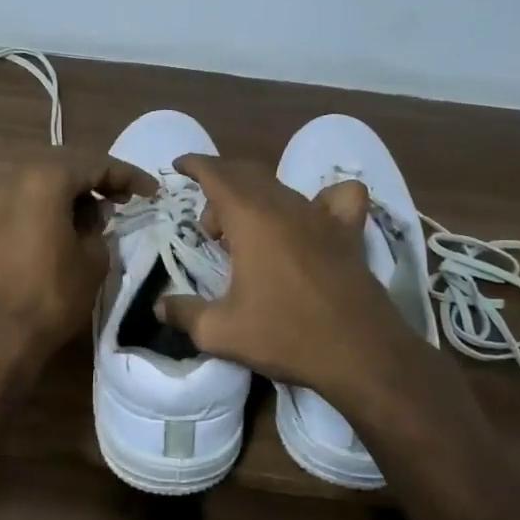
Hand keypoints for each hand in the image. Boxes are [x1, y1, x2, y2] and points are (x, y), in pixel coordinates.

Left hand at [0, 152, 156, 371]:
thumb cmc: (51, 296)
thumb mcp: (93, 259)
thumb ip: (98, 226)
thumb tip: (94, 212)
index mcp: (44, 180)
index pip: (95, 164)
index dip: (127, 175)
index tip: (151, 191)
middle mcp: (13, 180)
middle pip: (63, 166)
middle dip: (96, 178)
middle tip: (123, 197)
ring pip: (38, 183)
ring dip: (69, 193)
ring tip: (94, 214)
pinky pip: (21, 203)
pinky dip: (45, 208)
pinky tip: (61, 230)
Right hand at [156, 154, 422, 405]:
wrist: (360, 354)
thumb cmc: (285, 336)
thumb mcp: (221, 332)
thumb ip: (184, 313)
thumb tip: (159, 307)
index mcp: (251, 218)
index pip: (217, 173)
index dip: (195, 165)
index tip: (179, 166)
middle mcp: (286, 206)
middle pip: (247, 175)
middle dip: (220, 188)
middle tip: (209, 229)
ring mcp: (322, 216)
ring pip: (281, 187)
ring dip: (255, 199)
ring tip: (246, 235)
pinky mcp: (349, 233)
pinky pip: (338, 198)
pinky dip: (321, 199)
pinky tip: (312, 220)